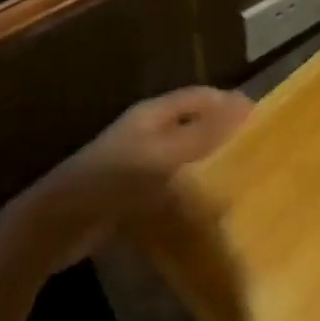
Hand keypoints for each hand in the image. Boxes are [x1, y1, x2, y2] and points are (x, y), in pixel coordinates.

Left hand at [0, 86, 252, 274]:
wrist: (56, 223)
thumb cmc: (111, 179)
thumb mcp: (161, 154)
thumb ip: (202, 133)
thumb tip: (245, 104)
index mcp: (152, 115)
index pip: (199, 97)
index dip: (228, 102)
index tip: (262, 117)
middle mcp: (146, 134)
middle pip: (191, 125)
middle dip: (221, 134)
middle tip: (257, 150)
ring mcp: (137, 165)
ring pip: (182, 158)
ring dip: (207, 166)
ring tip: (241, 180)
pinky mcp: (131, 195)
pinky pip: (169, 187)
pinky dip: (188, 193)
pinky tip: (207, 210)